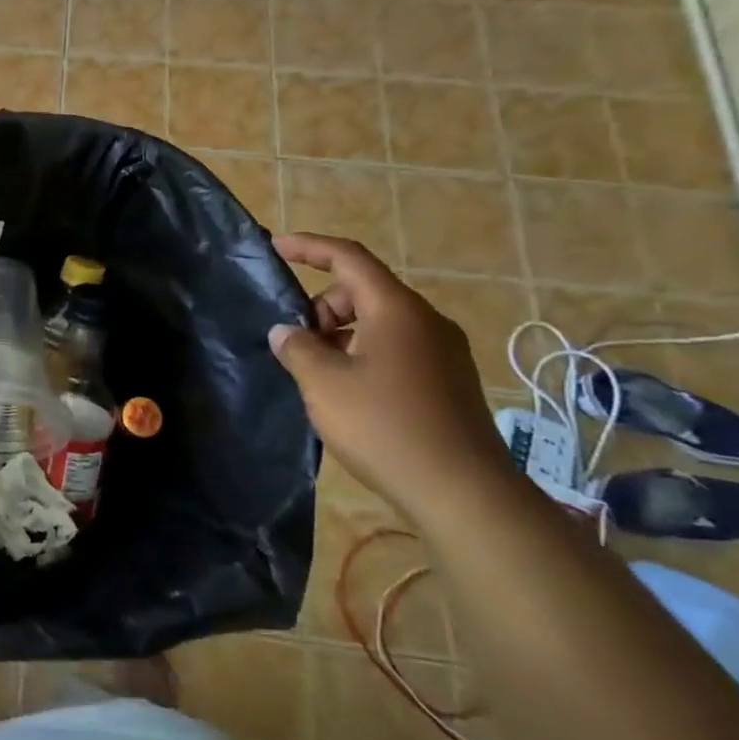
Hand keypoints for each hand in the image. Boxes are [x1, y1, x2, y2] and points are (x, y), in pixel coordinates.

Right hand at [269, 233, 516, 520]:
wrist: (463, 492)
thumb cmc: (385, 426)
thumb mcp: (323, 384)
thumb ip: (297, 348)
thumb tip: (286, 332)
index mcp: (397, 310)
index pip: (348, 258)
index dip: (309, 247)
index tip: (275, 247)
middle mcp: (426, 322)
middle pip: (363, 292)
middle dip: (322, 307)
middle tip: (295, 343)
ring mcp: (443, 353)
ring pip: (379, 323)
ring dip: (341, 335)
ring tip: (318, 374)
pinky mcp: (449, 382)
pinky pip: (397, 349)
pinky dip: (364, 355)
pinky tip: (348, 394)